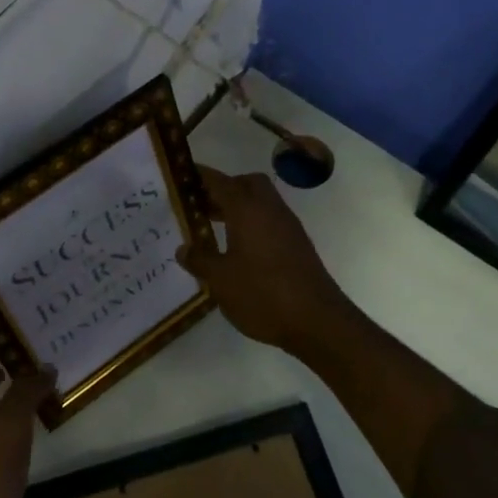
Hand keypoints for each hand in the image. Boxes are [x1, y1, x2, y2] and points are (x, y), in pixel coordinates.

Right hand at [177, 165, 352, 355]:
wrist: (317, 321)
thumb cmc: (262, 294)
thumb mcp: (220, 280)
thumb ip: (200, 259)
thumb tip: (183, 248)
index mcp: (247, 210)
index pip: (220, 181)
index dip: (199, 176)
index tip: (180, 176)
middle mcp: (270, 209)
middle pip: (246, 184)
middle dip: (224, 188)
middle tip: (200, 205)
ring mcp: (288, 226)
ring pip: (261, 202)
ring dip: (239, 207)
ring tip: (213, 227)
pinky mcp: (298, 244)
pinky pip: (270, 220)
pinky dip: (252, 223)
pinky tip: (238, 249)